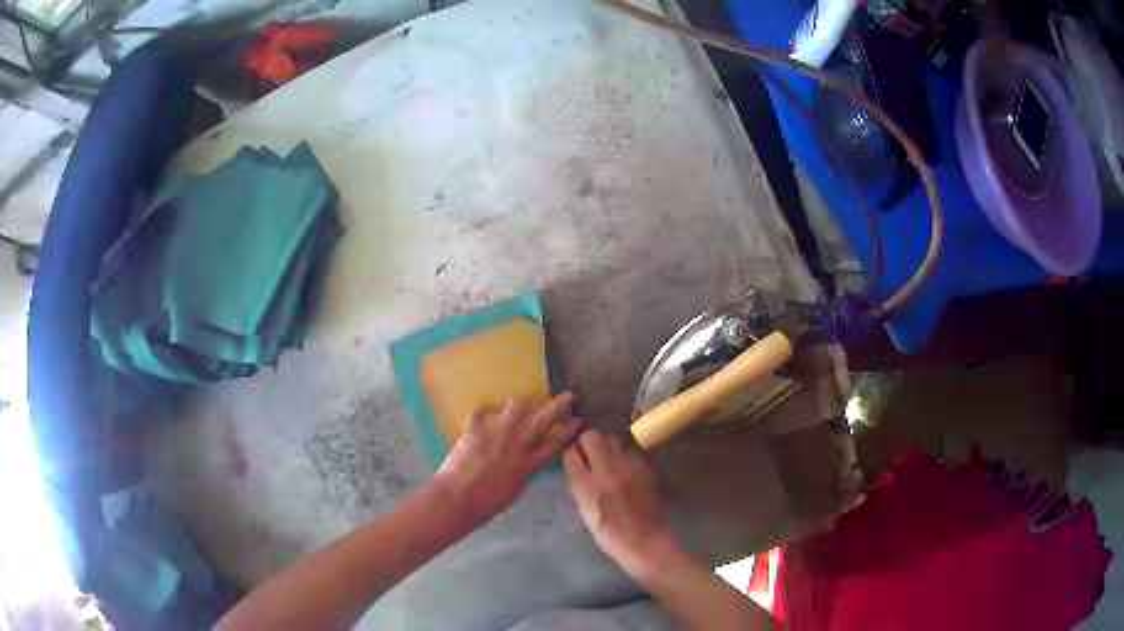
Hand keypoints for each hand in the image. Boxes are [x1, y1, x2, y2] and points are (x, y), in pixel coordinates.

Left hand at [435, 392, 580, 525]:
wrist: (458, 499)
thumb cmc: (486, 505)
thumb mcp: (513, 491)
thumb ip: (522, 473)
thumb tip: (524, 465)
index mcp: (528, 465)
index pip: (555, 444)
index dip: (568, 431)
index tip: (579, 419)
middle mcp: (517, 446)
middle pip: (542, 422)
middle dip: (557, 407)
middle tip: (568, 395)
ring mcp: (496, 435)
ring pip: (515, 409)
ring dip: (520, 405)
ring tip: (521, 405)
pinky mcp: (475, 430)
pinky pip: (480, 413)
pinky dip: (482, 411)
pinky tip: (482, 409)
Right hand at [563, 430, 673, 573]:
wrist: (642, 538)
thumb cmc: (608, 531)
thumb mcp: (584, 508)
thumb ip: (579, 482)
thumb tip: (577, 464)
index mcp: (584, 483)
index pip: (571, 452)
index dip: (572, 453)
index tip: (575, 458)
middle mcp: (604, 468)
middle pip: (592, 436)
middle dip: (588, 442)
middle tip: (591, 456)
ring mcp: (626, 465)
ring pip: (611, 440)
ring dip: (607, 447)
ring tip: (609, 463)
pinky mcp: (643, 466)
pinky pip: (628, 451)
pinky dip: (624, 457)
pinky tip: (625, 471)